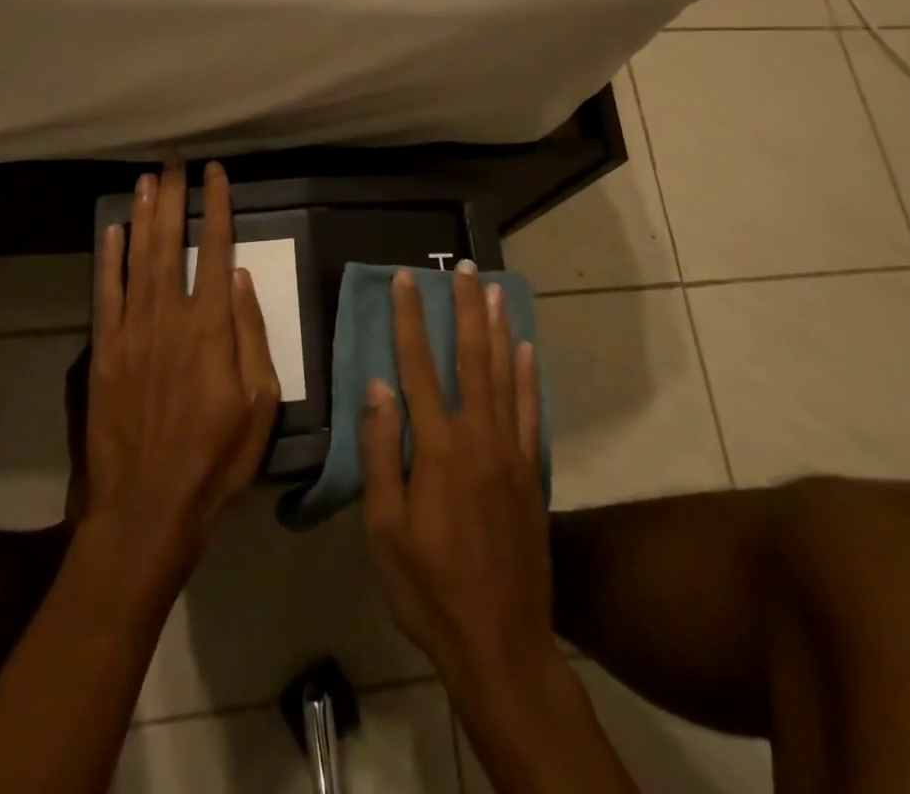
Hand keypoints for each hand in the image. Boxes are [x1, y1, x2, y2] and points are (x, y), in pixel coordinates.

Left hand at [82, 161, 280, 566]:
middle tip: (174, 160)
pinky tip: (113, 232)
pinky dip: (109, 259)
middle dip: (174, 197)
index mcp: (211, 328)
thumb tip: (243, 278)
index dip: (217, 207)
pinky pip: (106, 293)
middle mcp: (169, 317)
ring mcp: (131, 332)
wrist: (147, 506)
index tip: (216, 174)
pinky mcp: (104, 352)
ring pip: (138, 258)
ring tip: (146, 180)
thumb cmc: (216, 457)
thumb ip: (252, 336)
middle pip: (172, 242)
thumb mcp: (260, 403)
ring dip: (142, 216)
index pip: (217, 249)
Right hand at [361, 264, 554, 691]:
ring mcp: (510, 452)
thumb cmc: (429, 588)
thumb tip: (377, 386)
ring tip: (494, 289)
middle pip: (470, 357)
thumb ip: (382, 453)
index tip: (405, 280)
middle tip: (464, 267)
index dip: (410, 319)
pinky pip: (531, 412)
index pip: (417, 366)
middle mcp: (477, 436)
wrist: (501, 642)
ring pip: (504, 374)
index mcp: (436, 448)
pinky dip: (529, 376)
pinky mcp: (532, 472)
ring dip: (498, 328)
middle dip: (464, 308)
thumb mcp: (385, 529)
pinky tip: (526, 348)